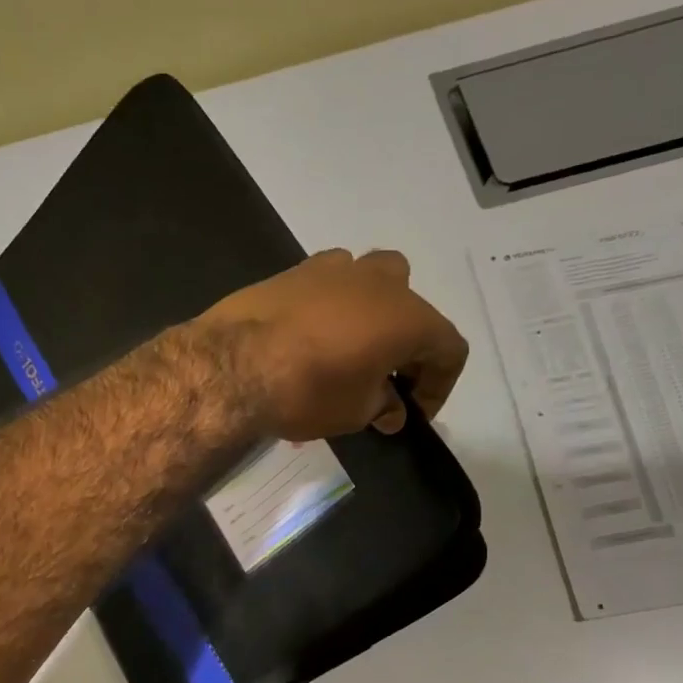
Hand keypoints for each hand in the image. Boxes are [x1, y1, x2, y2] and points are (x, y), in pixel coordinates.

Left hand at [196, 249, 468, 439]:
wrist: (233, 364)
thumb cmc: (308, 391)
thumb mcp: (354, 413)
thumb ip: (382, 407)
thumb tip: (391, 410)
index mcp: (410, 317)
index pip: (449, 350)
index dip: (440, 386)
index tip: (414, 413)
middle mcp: (381, 282)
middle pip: (413, 307)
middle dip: (406, 345)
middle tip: (385, 379)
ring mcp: (336, 268)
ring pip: (371, 282)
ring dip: (370, 316)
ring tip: (349, 352)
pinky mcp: (294, 271)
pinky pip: (329, 284)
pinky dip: (331, 307)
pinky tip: (310, 335)